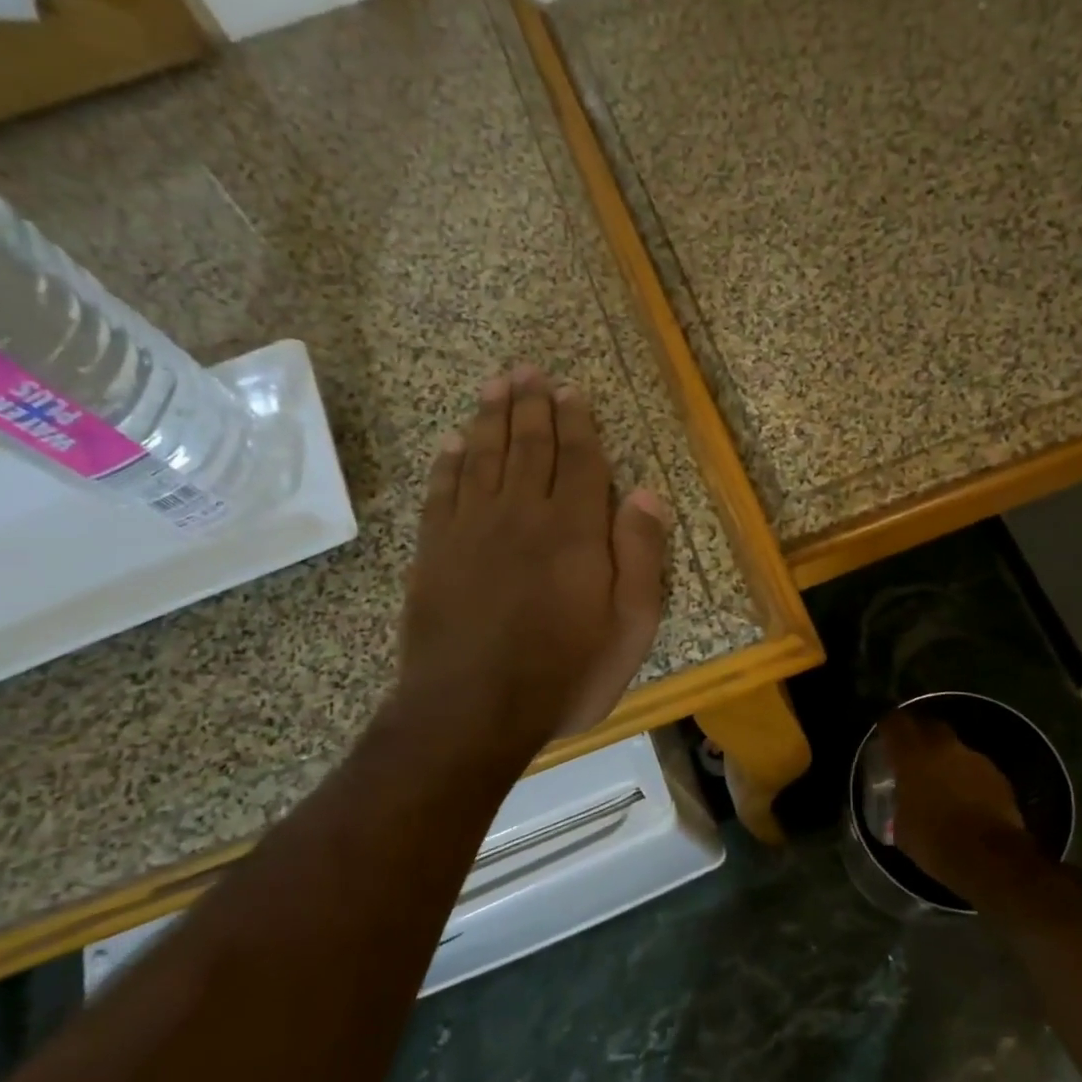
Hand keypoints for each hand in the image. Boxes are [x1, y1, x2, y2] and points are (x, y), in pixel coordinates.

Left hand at [391, 365, 668, 755]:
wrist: (472, 710)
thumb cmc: (564, 674)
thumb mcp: (630, 627)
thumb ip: (640, 556)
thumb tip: (647, 493)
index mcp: (574, 530)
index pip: (579, 460)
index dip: (577, 423)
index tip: (572, 391)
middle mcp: (521, 514)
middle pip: (528, 446)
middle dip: (531, 405)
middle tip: (528, 371)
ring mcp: (471, 529)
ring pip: (483, 457)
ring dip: (490, 418)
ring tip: (495, 385)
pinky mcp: (434, 551)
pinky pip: (442, 491)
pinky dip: (448, 462)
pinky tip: (453, 443)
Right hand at [881, 711, 1031, 893]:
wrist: (990, 858)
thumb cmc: (935, 842)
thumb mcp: (902, 828)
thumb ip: (901, 805)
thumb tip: (904, 805)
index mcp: (912, 756)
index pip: (895, 723)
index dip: (888, 726)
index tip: (884, 735)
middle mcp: (943, 748)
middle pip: (929, 726)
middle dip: (920, 734)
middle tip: (912, 753)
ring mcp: (974, 759)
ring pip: (955, 748)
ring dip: (946, 759)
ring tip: (942, 781)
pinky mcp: (998, 776)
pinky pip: (976, 769)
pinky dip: (967, 777)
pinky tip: (966, 799)